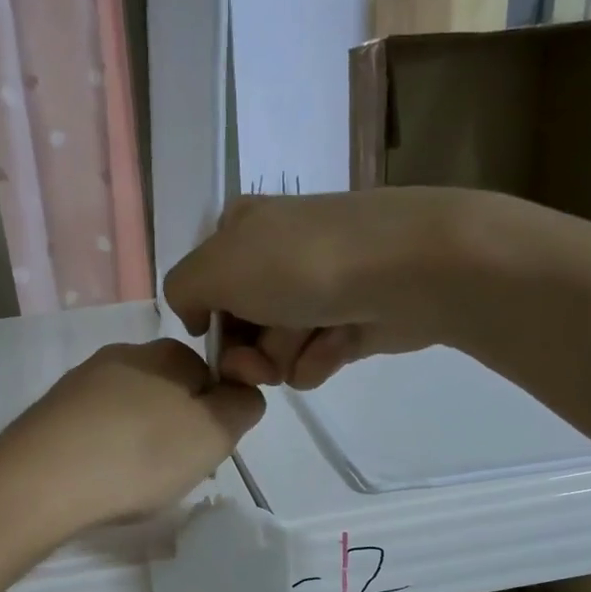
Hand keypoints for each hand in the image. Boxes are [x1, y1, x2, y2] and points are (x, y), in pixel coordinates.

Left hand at [0, 339, 264, 537]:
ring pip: (130, 411)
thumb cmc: (140, 455)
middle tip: (172, 471)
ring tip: (133, 482)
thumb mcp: (214, 433)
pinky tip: (100, 479)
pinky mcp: (51, 412)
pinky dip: (106, 451)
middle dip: (177, 428)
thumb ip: (243, 405)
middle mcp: (122, 354)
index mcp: (166, 352)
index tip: (204, 451)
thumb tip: (241, 391)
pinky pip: (96, 429)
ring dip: (140, 441)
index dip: (215, 414)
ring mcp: (80, 382)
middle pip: (169, 391)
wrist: (40, 482)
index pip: (210, 373)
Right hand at [165, 187, 580, 389]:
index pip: (205, 288)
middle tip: (261, 362)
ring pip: (277, 348)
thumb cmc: (301, 265)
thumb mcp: (214, 268)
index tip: (217, 344)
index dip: (208, 324)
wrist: (408, 269)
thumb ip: (182, 290)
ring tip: (311, 342)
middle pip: (240, 326)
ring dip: (286, 357)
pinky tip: (338, 346)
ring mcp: (318, 286)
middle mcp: (277, 254)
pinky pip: (316, 356)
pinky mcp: (352, 318)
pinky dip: (321, 358)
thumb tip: (197, 317)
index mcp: (241, 229)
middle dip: (247, 352)